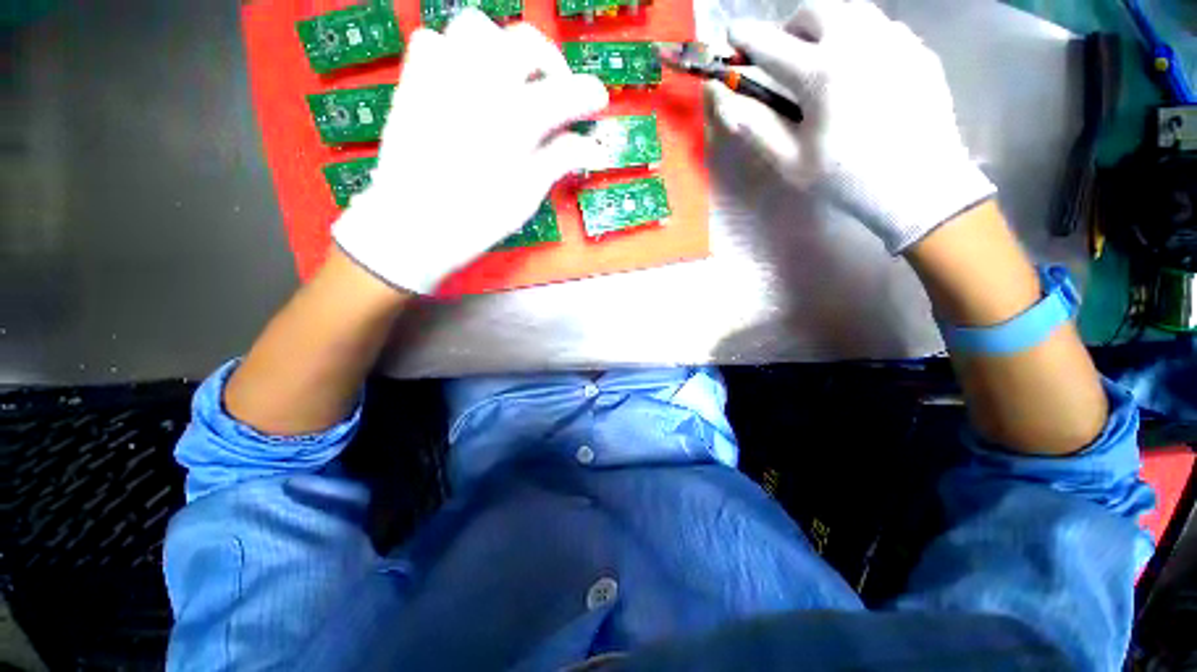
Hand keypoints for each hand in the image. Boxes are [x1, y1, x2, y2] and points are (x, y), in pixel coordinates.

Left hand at [333, 10, 608, 292]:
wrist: (412, 225)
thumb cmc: (477, 219)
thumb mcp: (527, 195)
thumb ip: (559, 161)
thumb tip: (591, 147)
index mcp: (517, 119)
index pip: (566, 92)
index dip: (589, 94)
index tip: (597, 101)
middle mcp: (482, 83)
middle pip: (527, 43)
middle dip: (551, 63)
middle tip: (556, 92)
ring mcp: (443, 76)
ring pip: (478, 28)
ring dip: (502, 49)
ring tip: (509, 82)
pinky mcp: (414, 81)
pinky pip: (433, 40)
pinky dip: (455, 54)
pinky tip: (464, 83)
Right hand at [709, 0, 994, 254]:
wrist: (918, 186)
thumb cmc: (845, 178)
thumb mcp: (790, 161)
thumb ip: (755, 126)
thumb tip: (723, 100)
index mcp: (821, 74)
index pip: (771, 45)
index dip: (746, 39)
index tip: (732, 34)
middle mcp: (858, 42)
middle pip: (815, 10)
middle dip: (791, 26)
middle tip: (786, 55)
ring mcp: (895, 40)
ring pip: (851, 10)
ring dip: (826, 26)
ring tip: (822, 59)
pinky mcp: (918, 50)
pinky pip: (881, 28)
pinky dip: (859, 38)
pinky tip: (860, 72)